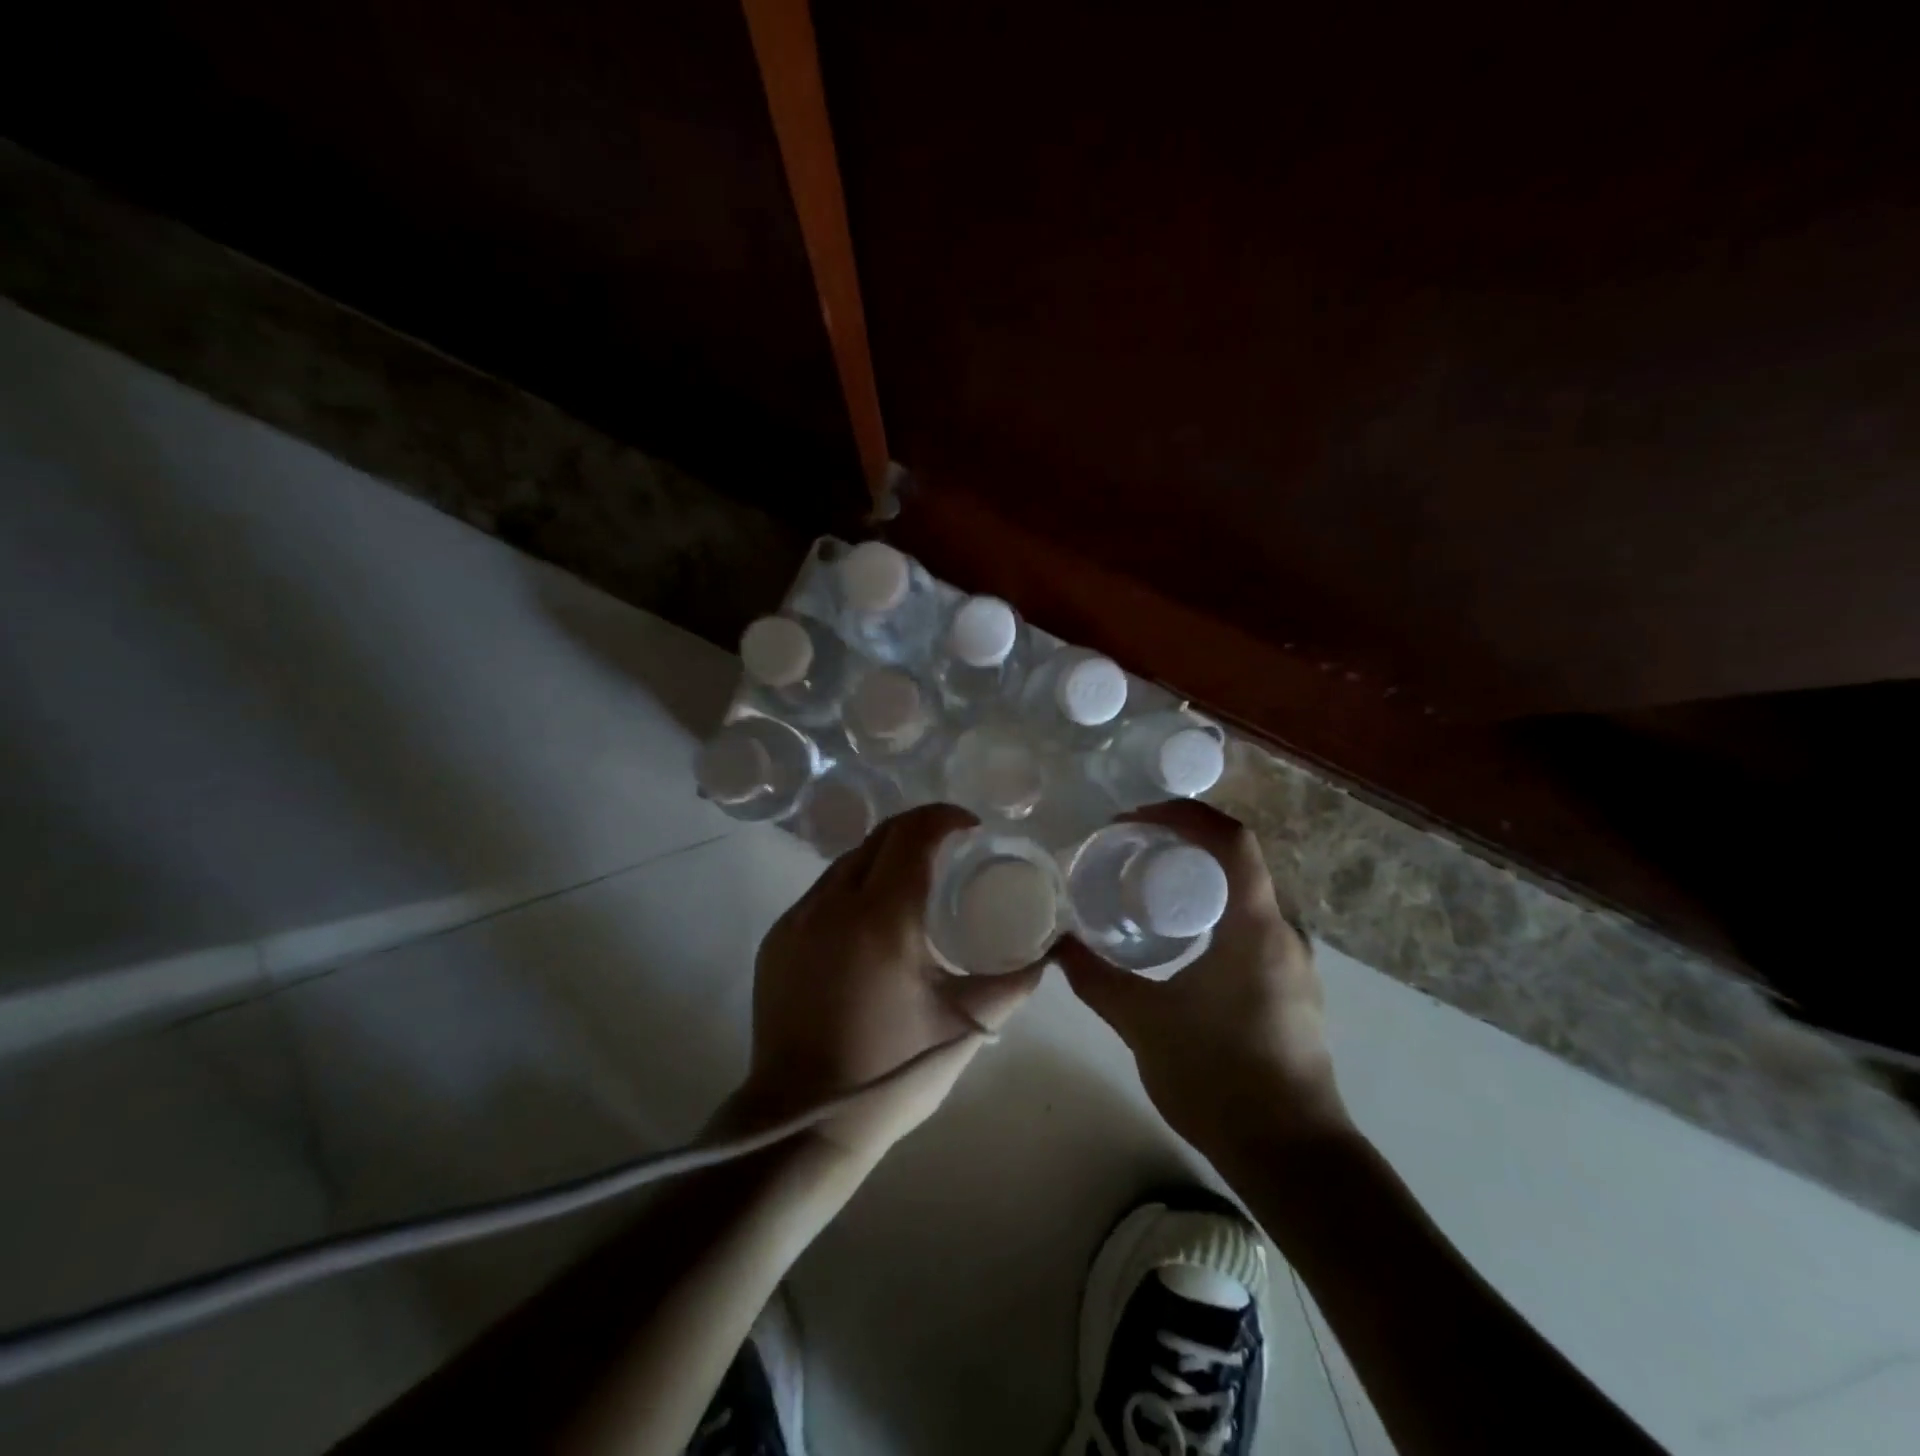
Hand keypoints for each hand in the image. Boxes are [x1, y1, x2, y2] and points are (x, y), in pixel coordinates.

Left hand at [724, 803, 1045, 1165]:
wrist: (802, 1122)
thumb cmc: (892, 1072)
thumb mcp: (964, 1026)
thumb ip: (1012, 983)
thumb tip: (1047, 954)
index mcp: (882, 918)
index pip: (913, 836)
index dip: (945, 819)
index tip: (971, 829)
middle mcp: (834, 904)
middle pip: (879, 838)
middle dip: (917, 830)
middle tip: (949, 850)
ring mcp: (798, 920)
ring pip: (846, 862)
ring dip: (883, 857)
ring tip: (912, 882)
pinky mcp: (777, 940)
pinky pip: (821, 892)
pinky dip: (853, 886)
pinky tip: (870, 919)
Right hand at [1055, 800, 1351, 1161]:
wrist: (1292, 1157)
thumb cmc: (1219, 1078)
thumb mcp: (1144, 1023)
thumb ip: (1096, 979)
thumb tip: (1057, 946)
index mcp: (1255, 926)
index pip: (1232, 839)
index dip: (1185, 815)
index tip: (1137, 820)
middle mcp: (1284, 932)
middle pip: (1238, 862)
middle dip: (1184, 844)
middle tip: (1132, 850)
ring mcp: (1295, 962)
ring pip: (1247, 896)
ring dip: (1201, 881)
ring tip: (1148, 890)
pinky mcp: (1294, 988)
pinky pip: (1253, 927)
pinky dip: (1215, 913)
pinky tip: (1181, 942)